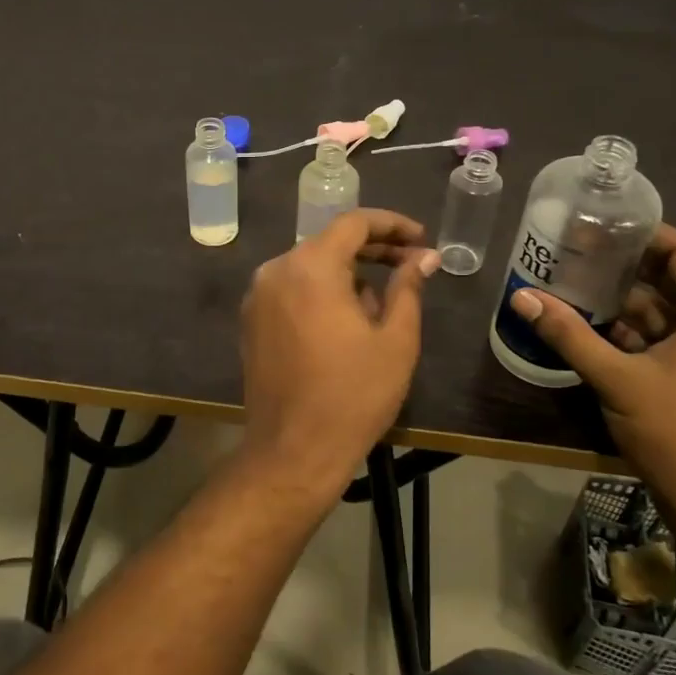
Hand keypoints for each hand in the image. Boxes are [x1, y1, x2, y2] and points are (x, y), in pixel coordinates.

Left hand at [240, 210, 439, 494]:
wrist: (293, 451)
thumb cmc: (353, 395)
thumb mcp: (395, 340)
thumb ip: (409, 287)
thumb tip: (424, 257)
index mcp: (310, 267)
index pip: (353, 223)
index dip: (392, 225)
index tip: (421, 239)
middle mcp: (276, 271)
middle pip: (329, 243)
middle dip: (372, 251)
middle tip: (411, 265)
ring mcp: (257, 297)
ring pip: (310, 268)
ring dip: (347, 276)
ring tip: (381, 309)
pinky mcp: (250, 322)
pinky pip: (292, 291)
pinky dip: (320, 294)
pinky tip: (345, 324)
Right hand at [507, 224, 675, 534]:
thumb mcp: (617, 378)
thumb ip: (569, 334)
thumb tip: (521, 297)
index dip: (644, 233)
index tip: (600, 222)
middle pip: (668, 279)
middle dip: (621, 265)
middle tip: (571, 249)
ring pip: (660, 311)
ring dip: (619, 299)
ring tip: (569, 280)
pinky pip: (658, 338)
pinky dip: (626, 329)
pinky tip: (585, 323)